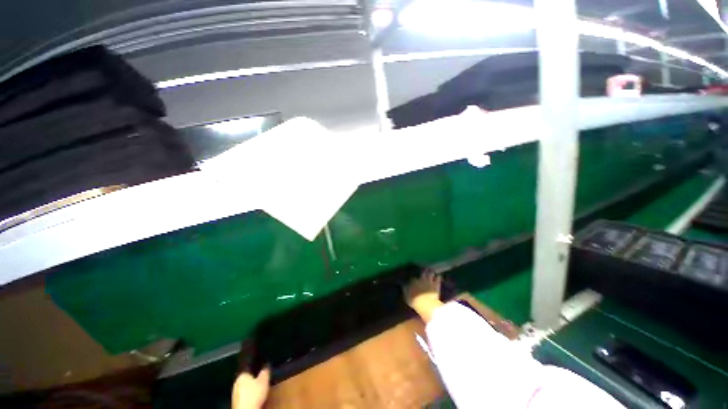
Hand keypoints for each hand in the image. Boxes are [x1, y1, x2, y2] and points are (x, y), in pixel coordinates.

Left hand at [232, 366, 270, 408]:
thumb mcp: (264, 380)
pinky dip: (250, 396)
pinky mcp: (236, 402)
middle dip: (254, 380)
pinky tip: (255, 398)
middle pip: (247, 378)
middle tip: (263, 381)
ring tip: (260, 390)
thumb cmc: (254, 394)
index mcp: (242, 375)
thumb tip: (266, 365)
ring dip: (252, 388)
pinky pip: (244, 395)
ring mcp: (235, 393)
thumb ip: (265, 371)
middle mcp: (236, 382)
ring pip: (246, 387)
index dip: (257, 370)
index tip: (263, 371)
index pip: (249, 369)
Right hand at [403, 271, 443, 323]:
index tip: (412, 277)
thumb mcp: (407, 297)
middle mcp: (421, 279)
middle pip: (422, 272)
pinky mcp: (436, 284)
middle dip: (423, 271)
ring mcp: (429, 281)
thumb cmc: (415, 302)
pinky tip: (438, 276)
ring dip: (430, 272)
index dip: (412, 277)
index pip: (412, 277)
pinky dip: (438, 277)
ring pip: (430, 273)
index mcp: (413, 281)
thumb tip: (403, 285)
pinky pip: (438, 277)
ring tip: (431, 271)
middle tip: (423, 270)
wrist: (427, 305)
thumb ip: (405, 290)